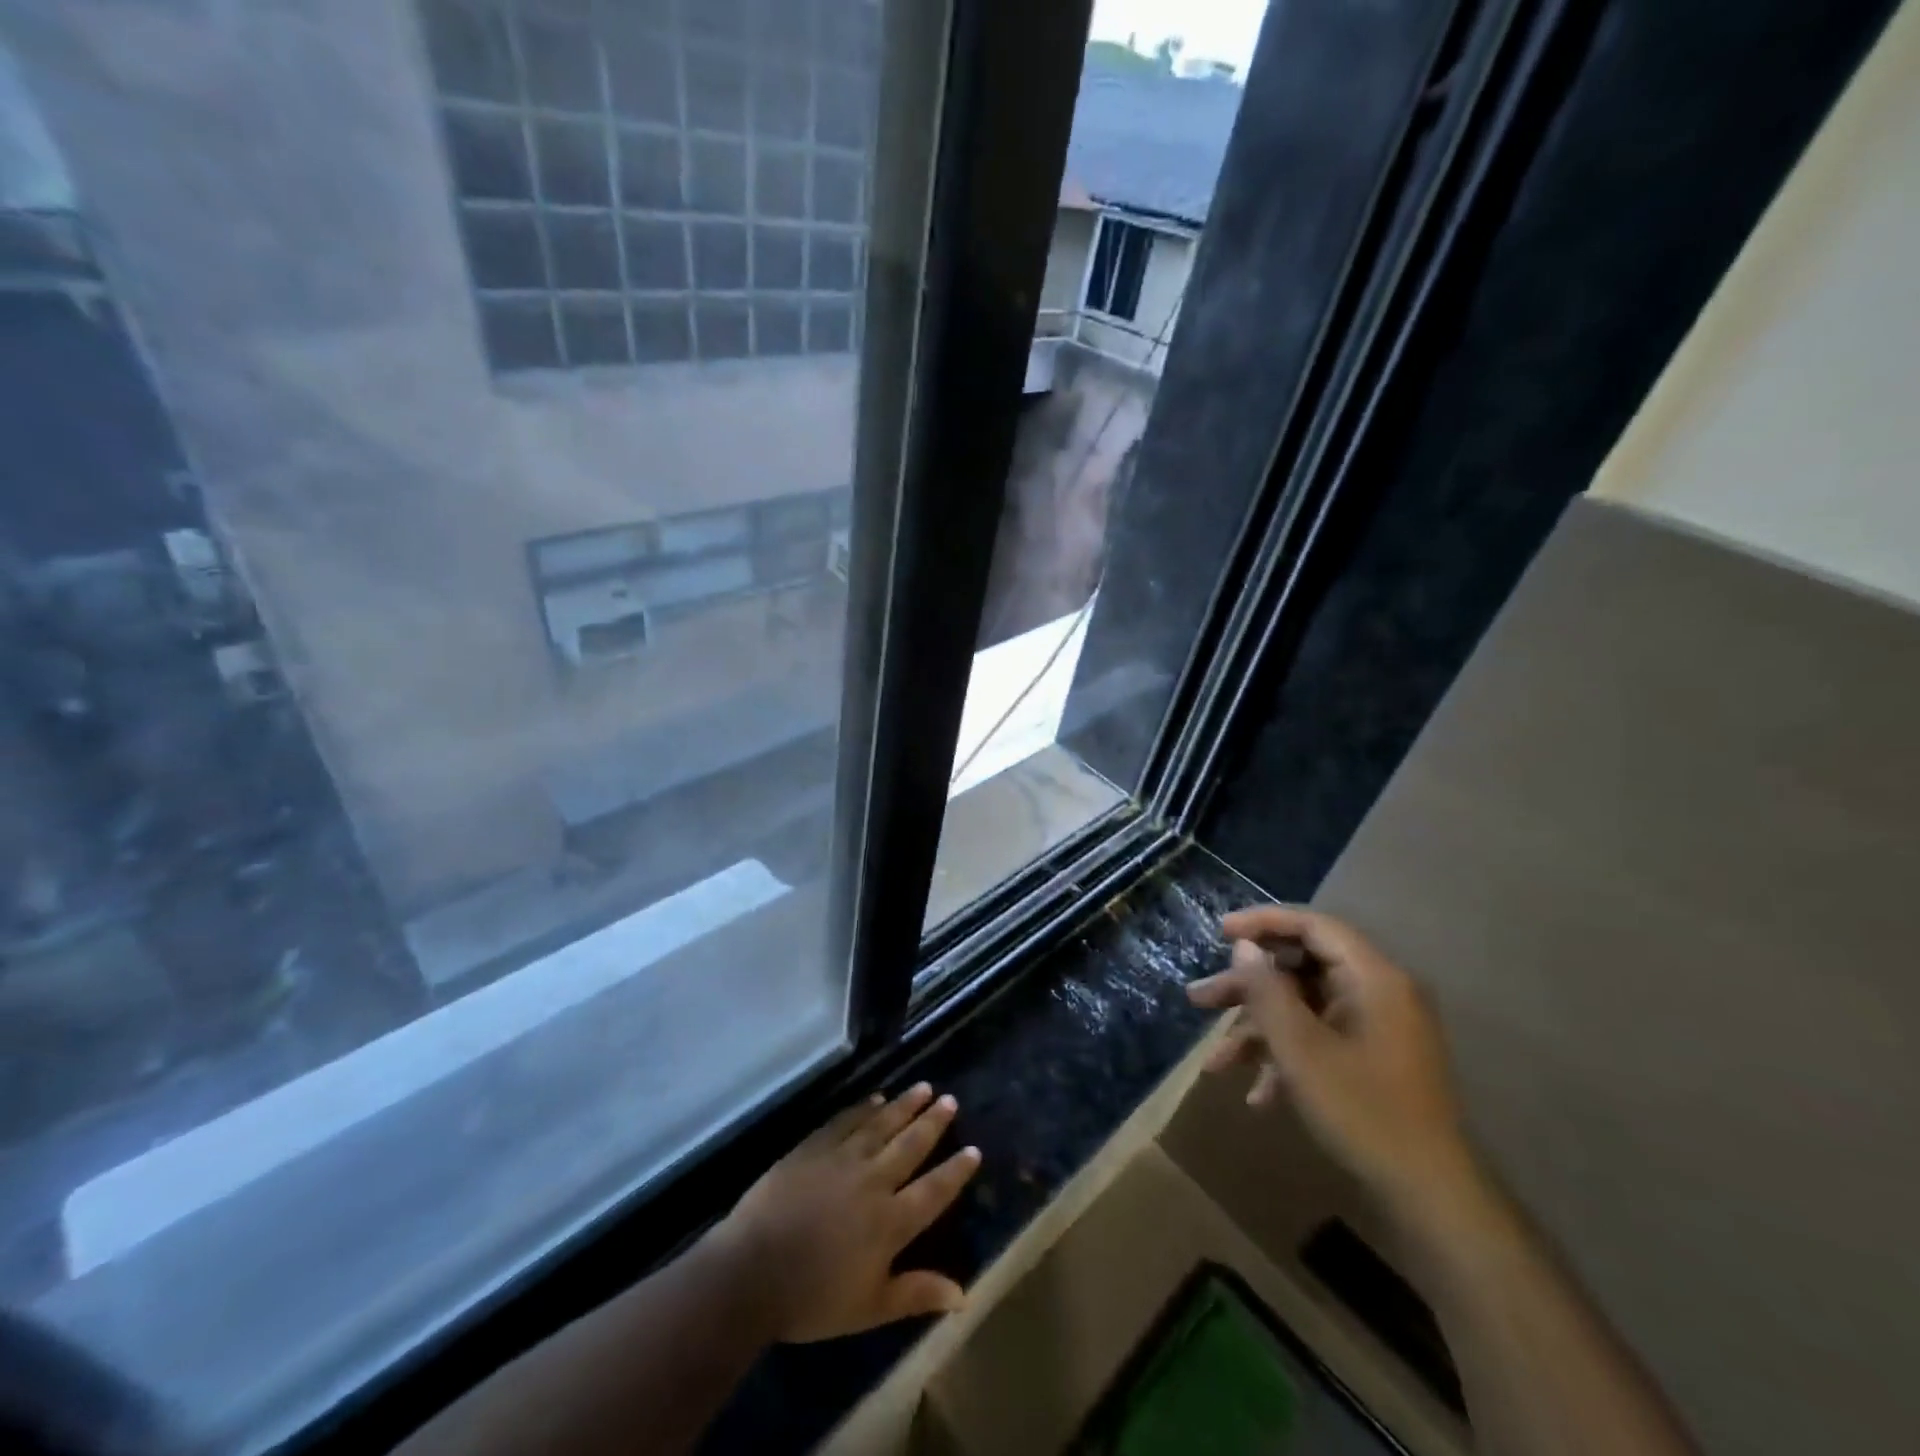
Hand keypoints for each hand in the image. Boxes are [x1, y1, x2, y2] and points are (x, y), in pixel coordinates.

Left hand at [712, 1083, 982, 1342]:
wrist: (751, 1271)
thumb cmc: (812, 1299)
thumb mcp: (870, 1308)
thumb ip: (916, 1294)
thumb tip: (963, 1294)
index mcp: (890, 1222)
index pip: (933, 1190)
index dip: (955, 1171)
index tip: (973, 1150)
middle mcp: (873, 1181)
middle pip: (910, 1145)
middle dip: (933, 1122)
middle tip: (950, 1100)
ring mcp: (842, 1159)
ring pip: (881, 1124)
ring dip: (904, 1105)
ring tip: (923, 1088)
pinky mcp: (814, 1147)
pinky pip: (846, 1120)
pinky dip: (863, 1108)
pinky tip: (876, 1098)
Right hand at [1188, 906, 1476, 1215]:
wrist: (1432, 1198)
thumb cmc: (1363, 1112)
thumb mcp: (1301, 1050)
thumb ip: (1267, 991)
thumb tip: (1244, 948)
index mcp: (1373, 978)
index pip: (1313, 925)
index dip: (1262, 922)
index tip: (1218, 932)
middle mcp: (1378, 993)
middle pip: (1300, 968)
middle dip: (1246, 988)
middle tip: (1200, 1000)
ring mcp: (1377, 1028)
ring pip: (1303, 1008)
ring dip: (1258, 1030)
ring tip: (1213, 1063)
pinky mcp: (1373, 1059)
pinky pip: (1320, 1038)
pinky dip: (1286, 1057)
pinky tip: (1257, 1095)